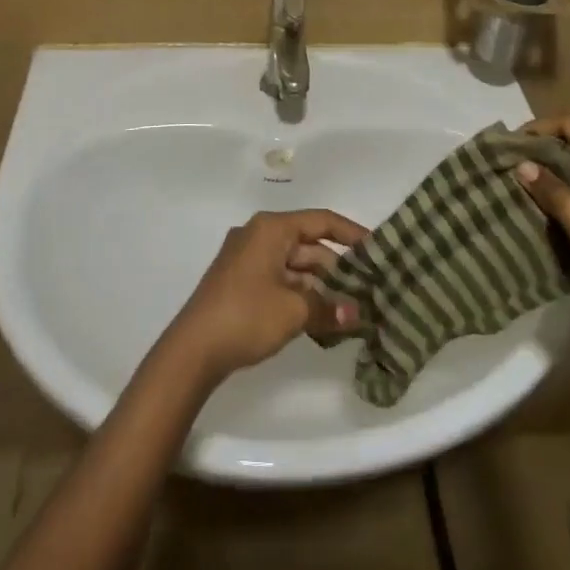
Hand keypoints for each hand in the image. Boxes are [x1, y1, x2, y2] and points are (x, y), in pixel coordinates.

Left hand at [160, 209, 368, 383]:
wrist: (193, 349)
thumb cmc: (246, 315)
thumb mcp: (294, 311)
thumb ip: (329, 308)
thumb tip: (356, 314)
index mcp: (271, 228)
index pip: (321, 221)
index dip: (351, 233)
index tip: (377, 249)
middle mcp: (259, 235)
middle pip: (308, 244)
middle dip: (337, 268)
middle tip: (368, 289)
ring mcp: (247, 259)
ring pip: (295, 265)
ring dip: (320, 286)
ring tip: (349, 311)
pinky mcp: (240, 282)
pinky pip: (280, 279)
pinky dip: (301, 295)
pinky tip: (321, 319)